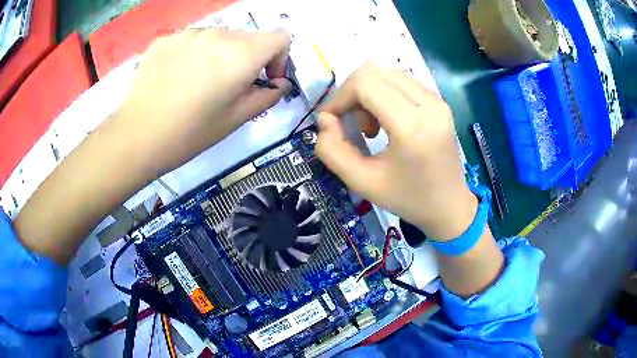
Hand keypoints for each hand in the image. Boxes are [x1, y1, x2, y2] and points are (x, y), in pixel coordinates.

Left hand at [113, 28, 291, 176]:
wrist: (136, 136)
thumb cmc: (190, 133)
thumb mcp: (235, 119)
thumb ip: (266, 96)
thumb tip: (279, 84)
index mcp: (241, 54)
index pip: (280, 37)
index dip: (279, 57)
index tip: (264, 79)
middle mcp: (218, 34)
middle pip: (248, 36)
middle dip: (249, 58)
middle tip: (229, 87)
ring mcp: (189, 33)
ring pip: (219, 37)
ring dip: (220, 54)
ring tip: (199, 83)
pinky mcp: (166, 39)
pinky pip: (192, 40)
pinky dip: (194, 54)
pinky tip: (177, 78)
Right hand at [315, 62, 476, 240]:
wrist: (449, 206)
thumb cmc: (408, 199)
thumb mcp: (362, 183)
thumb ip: (333, 151)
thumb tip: (325, 120)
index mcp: (413, 126)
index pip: (365, 83)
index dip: (339, 97)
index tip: (331, 121)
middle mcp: (429, 104)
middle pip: (374, 70)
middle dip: (352, 93)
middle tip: (353, 125)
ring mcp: (437, 99)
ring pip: (387, 72)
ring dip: (368, 92)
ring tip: (372, 126)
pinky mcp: (440, 101)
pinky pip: (402, 81)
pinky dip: (384, 93)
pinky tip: (387, 120)